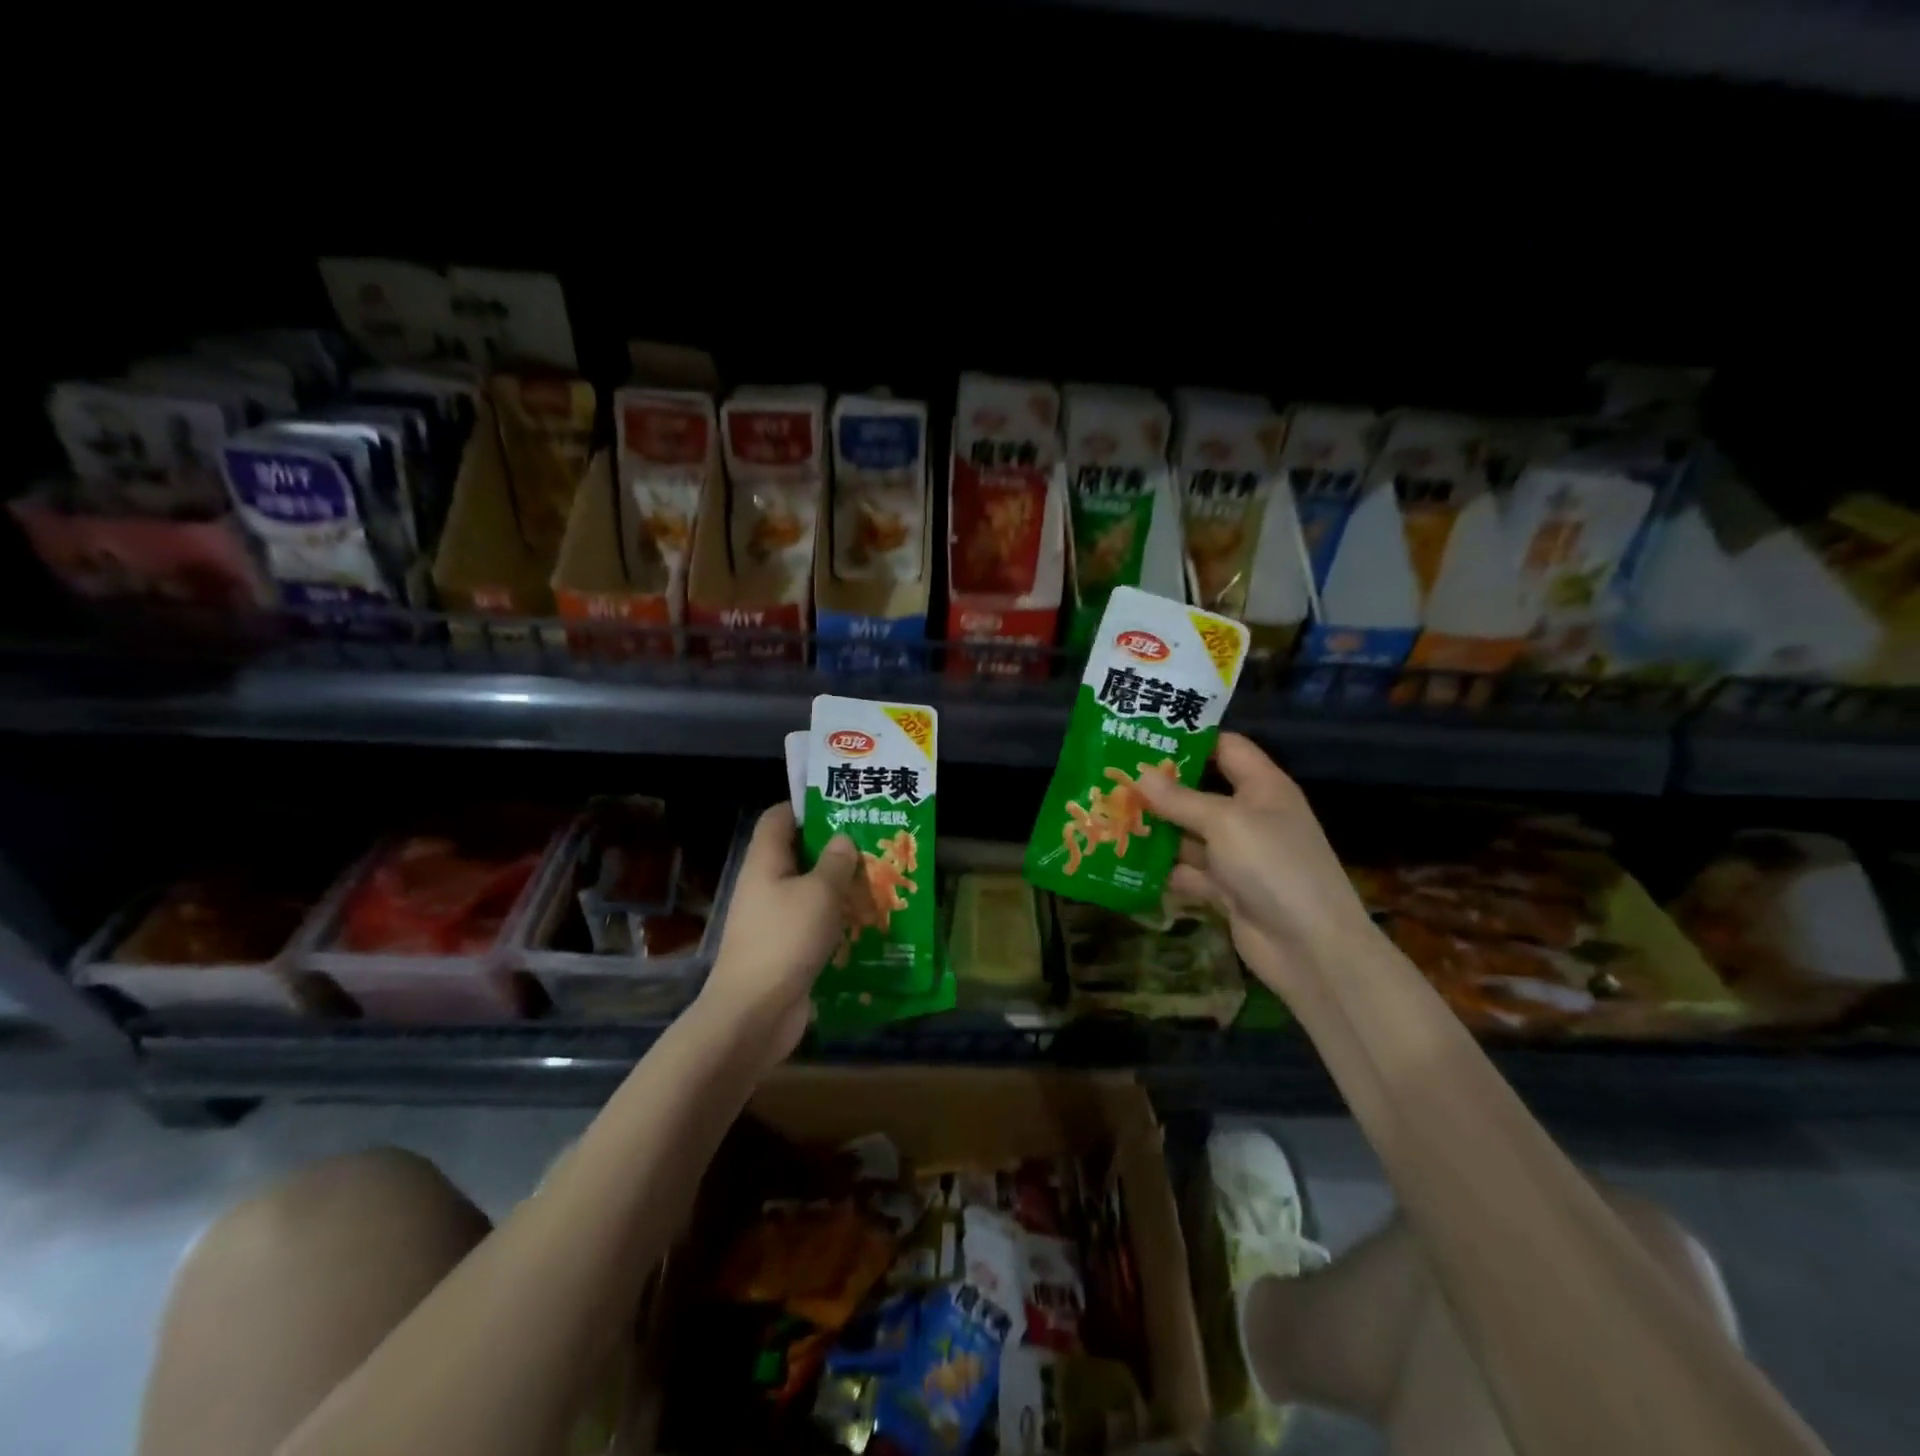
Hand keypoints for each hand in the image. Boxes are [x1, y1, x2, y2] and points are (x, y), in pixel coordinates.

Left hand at [695, 803, 859, 1069]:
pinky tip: (866, 921)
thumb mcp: (819, 894)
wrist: (753, 1014)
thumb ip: (835, 862)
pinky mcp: (784, 949)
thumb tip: (842, 838)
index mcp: (766, 861)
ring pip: (808, 890)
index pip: (778, 817)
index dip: (806, 806)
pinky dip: (835, 919)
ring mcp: (772, 919)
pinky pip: (812, 922)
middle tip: (872, 841)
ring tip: (877, 878)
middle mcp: (765, 885)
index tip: (842, 805)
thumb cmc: (785, 940)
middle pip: (797, 853)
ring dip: (838, 885)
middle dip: (833, 847)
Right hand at [1135, 733, 1377, 997]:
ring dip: (1156, 830)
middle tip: (1113, 778)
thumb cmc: (1272, 866)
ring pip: (1189, 834)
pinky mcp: (1226, 889)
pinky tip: (1126, 863)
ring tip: (1109, 816)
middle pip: (1200, 791)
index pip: (1226, 748)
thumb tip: (1140, 773)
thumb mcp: (1224, 822)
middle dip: (1160, 788)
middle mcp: (1250, 816)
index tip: (1144, 737)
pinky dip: (1163, 870)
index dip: (1190, 740)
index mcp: (1262, 787)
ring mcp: (1238, 855)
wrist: (1310, 947)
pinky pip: (1189, 872)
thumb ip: (1180, 799)